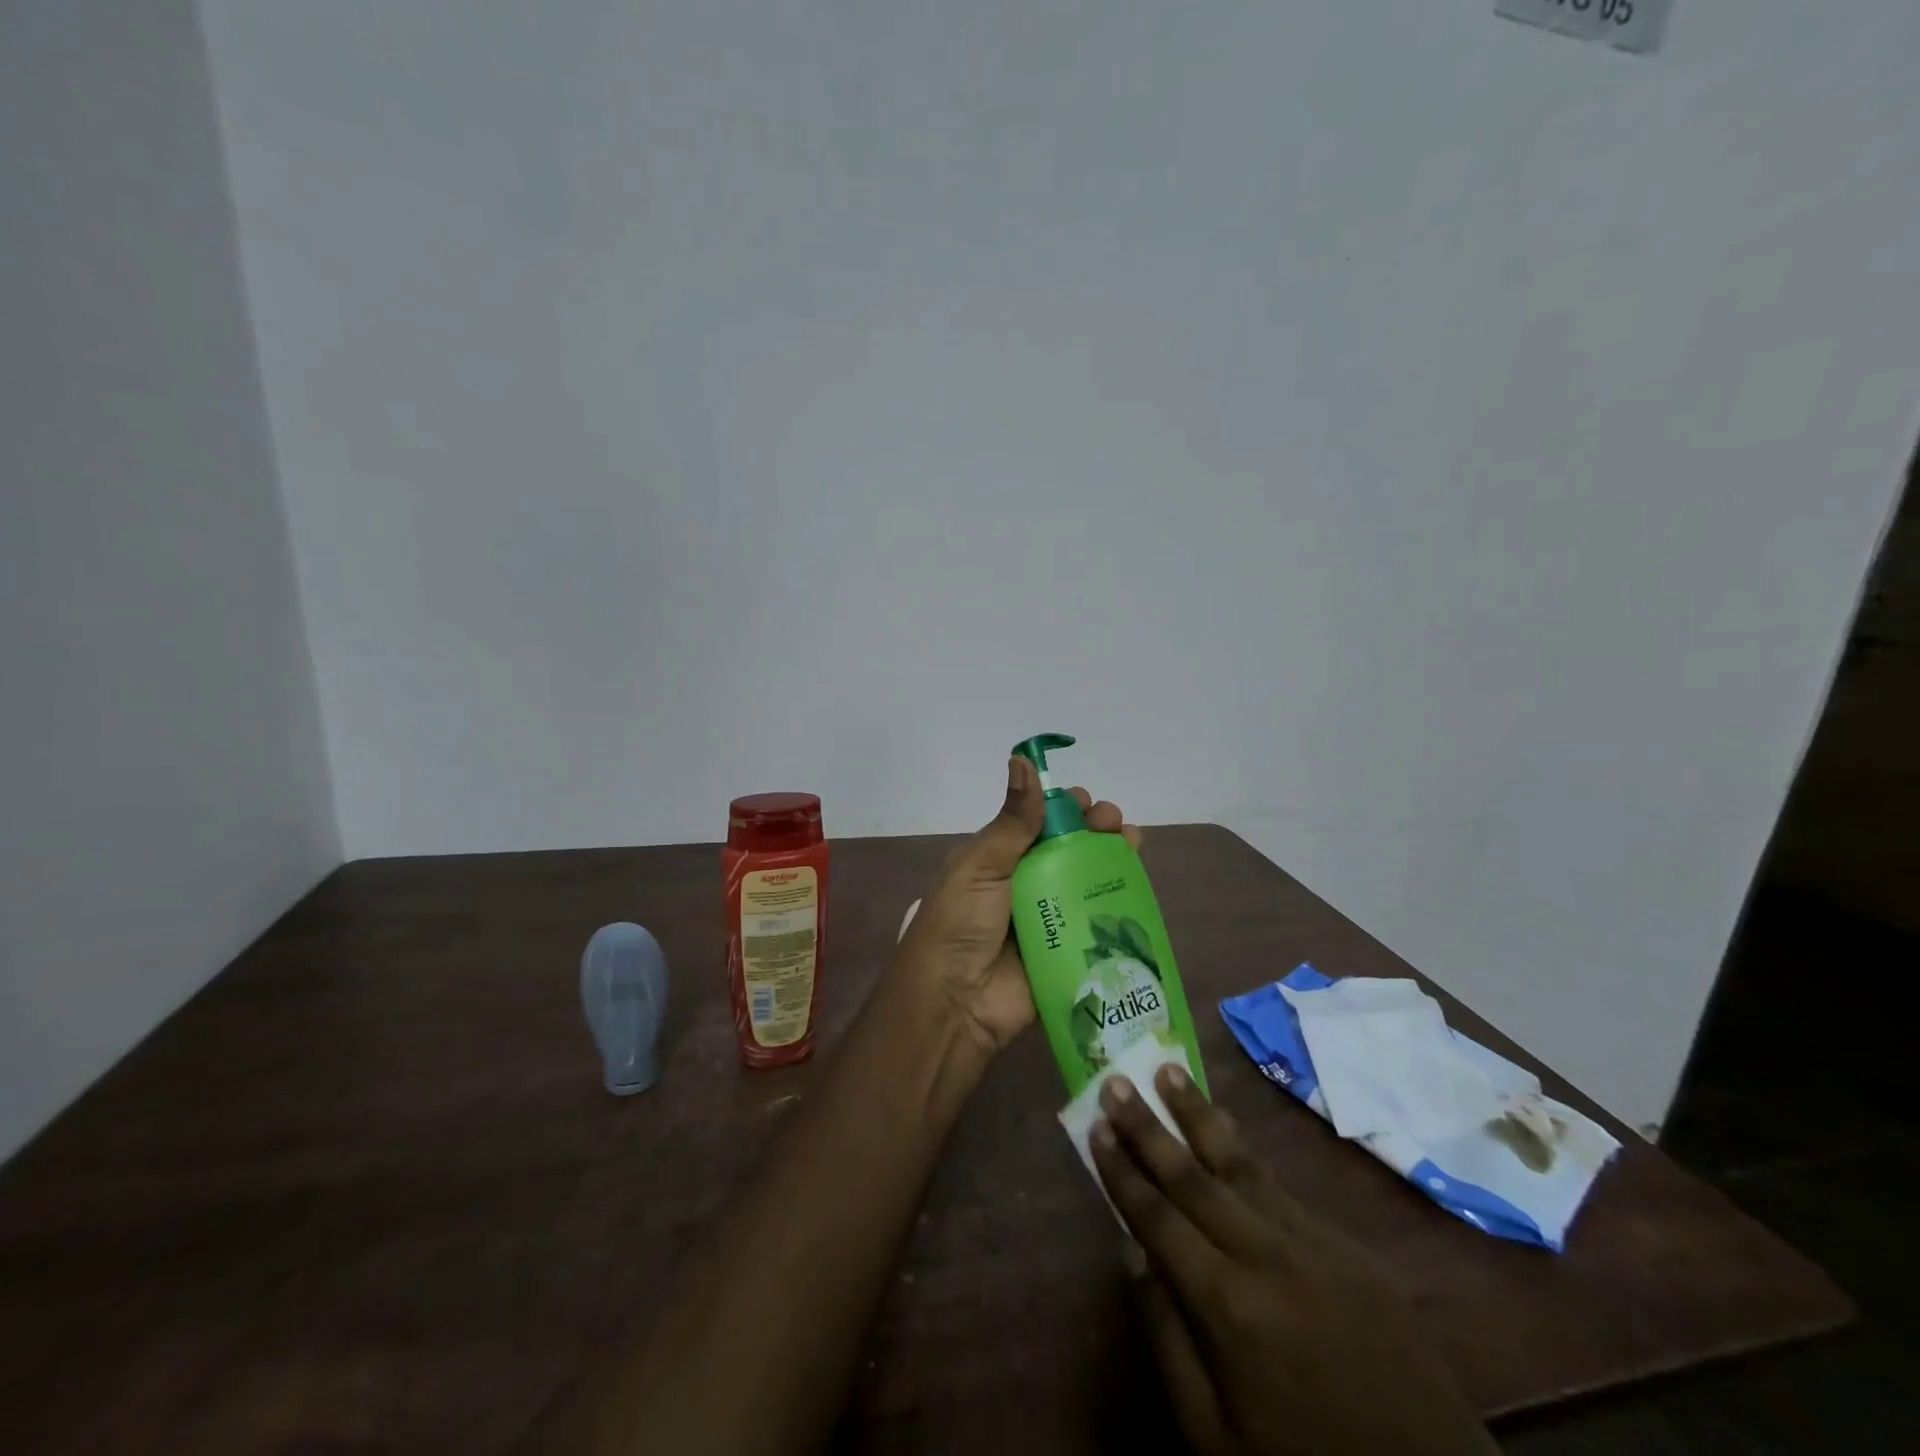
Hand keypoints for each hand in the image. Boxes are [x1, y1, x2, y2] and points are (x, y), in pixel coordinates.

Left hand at [893, 756, 1138, 1057]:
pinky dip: (1119, 902)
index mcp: (998, 859)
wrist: (956, 1003)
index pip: (1037, 823)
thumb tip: (1021, 759)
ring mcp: (1048, 918)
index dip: (1063, 808)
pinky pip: (1098, 922)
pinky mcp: (1067, 951)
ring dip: (1112, 859)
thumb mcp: (981, 865)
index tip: (1084, 801)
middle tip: (1112, 823)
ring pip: (1088, 881)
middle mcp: (1024, 884)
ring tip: (1131, 842)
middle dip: (1094, 829)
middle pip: (1069, 848)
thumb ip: (1012, 820)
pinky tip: (1137, 886)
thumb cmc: (961, 923)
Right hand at [1092, 1065, 1497, 1455]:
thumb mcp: (1214, 1436)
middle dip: (1148, 1125)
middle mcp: (1265, 1255)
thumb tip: (1132, 1252)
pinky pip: (1280, 1185)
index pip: (1157, 1217)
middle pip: (1192, 1175)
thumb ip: (1167, 1338)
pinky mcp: (1346, 1245)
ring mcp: (1311, 1242)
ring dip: (1198, 1114)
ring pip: (1239, 1162)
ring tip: (1168, 1070)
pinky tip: (1225, 1129)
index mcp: (1227, 1304)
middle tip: (1116, 1080)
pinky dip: (1243, 1151)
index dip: (1122, 1170)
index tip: (1095, 1125)